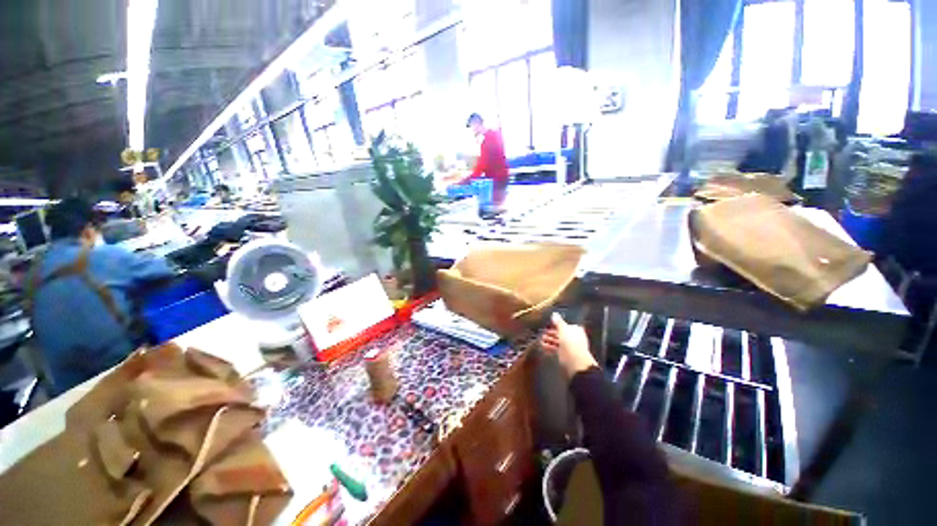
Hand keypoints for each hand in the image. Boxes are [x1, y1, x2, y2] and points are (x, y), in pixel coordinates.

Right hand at [540, 313, 596, 378]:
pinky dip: (549, 347)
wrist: (575, 362)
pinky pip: (556, 349)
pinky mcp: (564, 355)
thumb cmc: (571, 342)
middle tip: (543, 332)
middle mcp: (573, 337)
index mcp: (576, 330)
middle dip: (551, 333)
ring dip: (549, 340)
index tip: (548, 324)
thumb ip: (558, 322)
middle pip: (560, 333)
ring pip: (557, 341)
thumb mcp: (563, 329)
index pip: (566, 325)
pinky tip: (542, 347)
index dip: (557, 324)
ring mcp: (569, 347)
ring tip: (541, 339)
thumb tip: (554, 314)